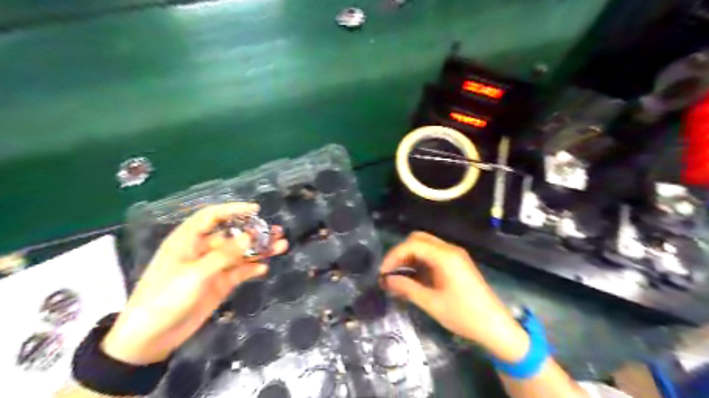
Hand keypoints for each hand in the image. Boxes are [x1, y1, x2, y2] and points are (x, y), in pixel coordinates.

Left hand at [99, 204, 287, 365]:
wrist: (151, 338)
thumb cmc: (166, 298)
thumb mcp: (196, 273)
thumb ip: (225, 254)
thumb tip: (251, 235)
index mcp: (188, 240)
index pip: (212, 216)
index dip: (234, 209)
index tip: (256, 209)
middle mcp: (202, 250)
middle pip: (232, 235)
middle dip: (255, 232)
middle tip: (277, 232)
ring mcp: (212, 268)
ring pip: (240, 254)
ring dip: (259, 250)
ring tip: (281, 246)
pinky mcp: (219, 284)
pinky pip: (239, 272)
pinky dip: (252, 269)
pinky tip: (264, 268)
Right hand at [379, 232, 528, 362]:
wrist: (495, 326)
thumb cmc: (464, 315)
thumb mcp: (431, 303)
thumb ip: (407, 288)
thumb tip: (387, 279)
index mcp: (445, 256)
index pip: (412, 244)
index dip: (394, 255)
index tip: (383, 272)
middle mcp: (450, 249)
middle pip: (418, 239)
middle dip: (401, 253)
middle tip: (390, 271)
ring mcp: (455, 255)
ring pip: (425, 245)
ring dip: (410, 256)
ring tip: (398, 276)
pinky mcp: (457, 262)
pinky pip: (433, 254)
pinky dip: (420, 261)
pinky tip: (413, 277)